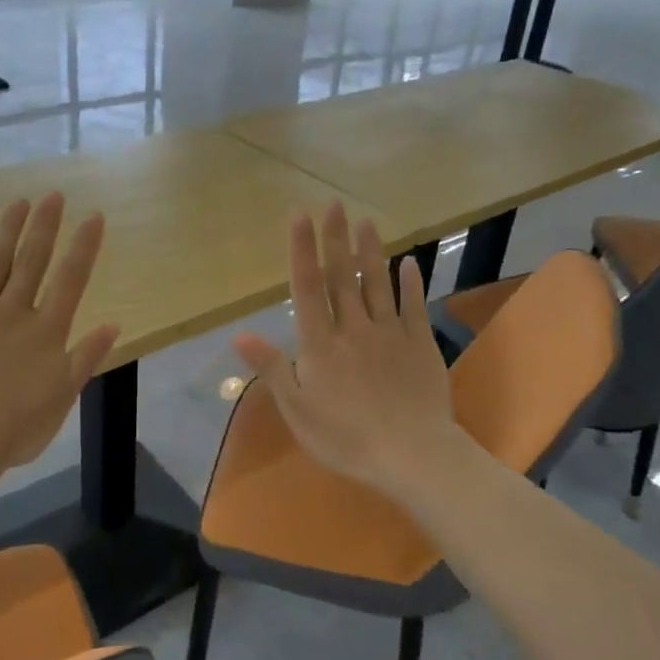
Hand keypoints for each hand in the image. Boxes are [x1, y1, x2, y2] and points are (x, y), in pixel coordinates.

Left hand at [0, 193, 119, 482]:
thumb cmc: (15, 427)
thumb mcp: (62, 397)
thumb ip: (86, 357)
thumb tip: (114, 323)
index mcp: (46, 331)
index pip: (71, 279)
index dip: (84, 246)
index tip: (94, 216)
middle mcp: (12, 312)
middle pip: (32, 261)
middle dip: (45, 226)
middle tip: (53, 194)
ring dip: (7, 230)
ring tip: (18, 202)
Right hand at [233, 203, 460, 500]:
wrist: (412, 455)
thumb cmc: (346, 438)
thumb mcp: (297, 409)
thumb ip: (271, 368)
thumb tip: (239, 334)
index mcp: (320, 344)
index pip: (308, 288)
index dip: (302, 251)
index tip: (300, 217)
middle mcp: (353, 328)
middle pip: (343, 276)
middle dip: (335, 239)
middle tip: (333, 205)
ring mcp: (390, 333)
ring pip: (377, 284)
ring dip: (370, 251)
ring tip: (365, 220)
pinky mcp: (420, 344)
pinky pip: (413, 306)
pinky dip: (410, 282)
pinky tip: (408, 262)